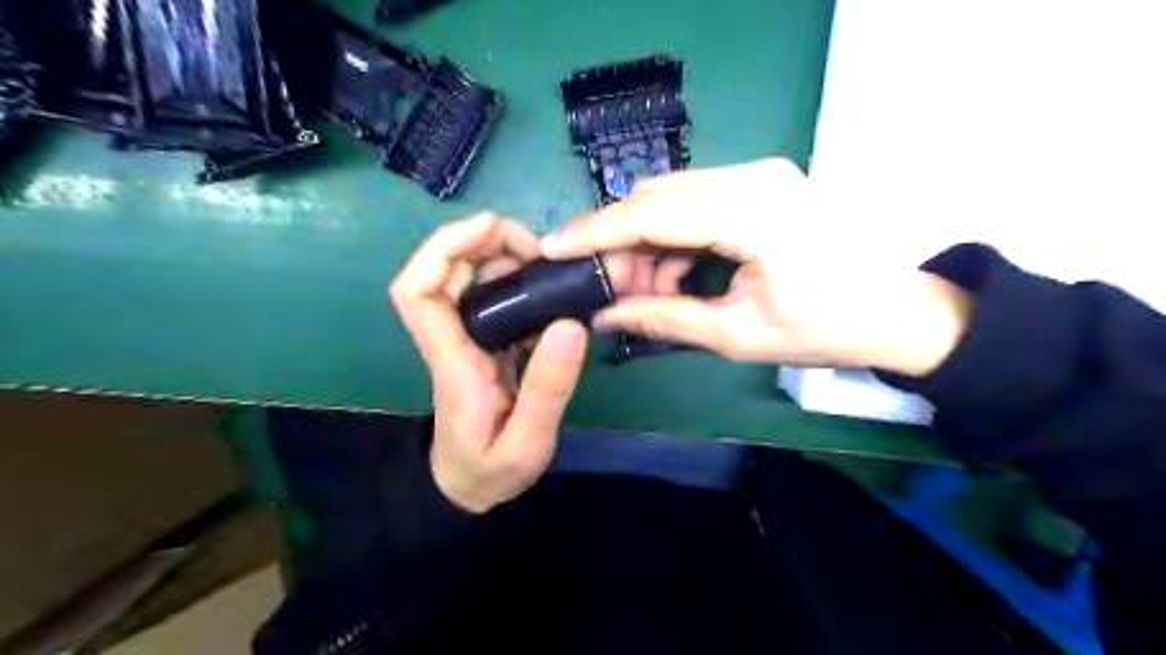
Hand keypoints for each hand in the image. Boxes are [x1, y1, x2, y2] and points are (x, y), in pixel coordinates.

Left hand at [394, 212, 593, 511]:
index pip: (418, 292)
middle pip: (443, 273)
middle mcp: (452, 340)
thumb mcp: (527, 442)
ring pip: (468, 281)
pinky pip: (491, 299)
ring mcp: (466, 340)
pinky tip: (546, 290)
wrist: (468, 489)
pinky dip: (514, 282)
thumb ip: (547, 387)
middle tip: (536, 246)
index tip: (490, 227)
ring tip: (546, 263)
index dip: (444, 248)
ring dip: (501, 259)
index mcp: (452, 361)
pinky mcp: (483, 345)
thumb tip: (570, 323)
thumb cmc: (490, 471)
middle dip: (482, 243)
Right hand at [541, 154, 970, 376]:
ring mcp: (761, 174)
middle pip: (656, 196)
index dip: (595, 232)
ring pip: (672, 196)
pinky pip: (697, 201)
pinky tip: (674, 275)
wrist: (897, 313)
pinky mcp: (763, 183)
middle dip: (619, 241)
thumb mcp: (737, 335)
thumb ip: (664, 318)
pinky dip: (673, 236)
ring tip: (642, 291)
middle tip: (605, 287)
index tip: (552, 248)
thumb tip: (605, 314)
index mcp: (754, 214)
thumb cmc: (825, 330)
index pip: (651, 213)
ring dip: (646, 241)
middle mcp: (755, 177)